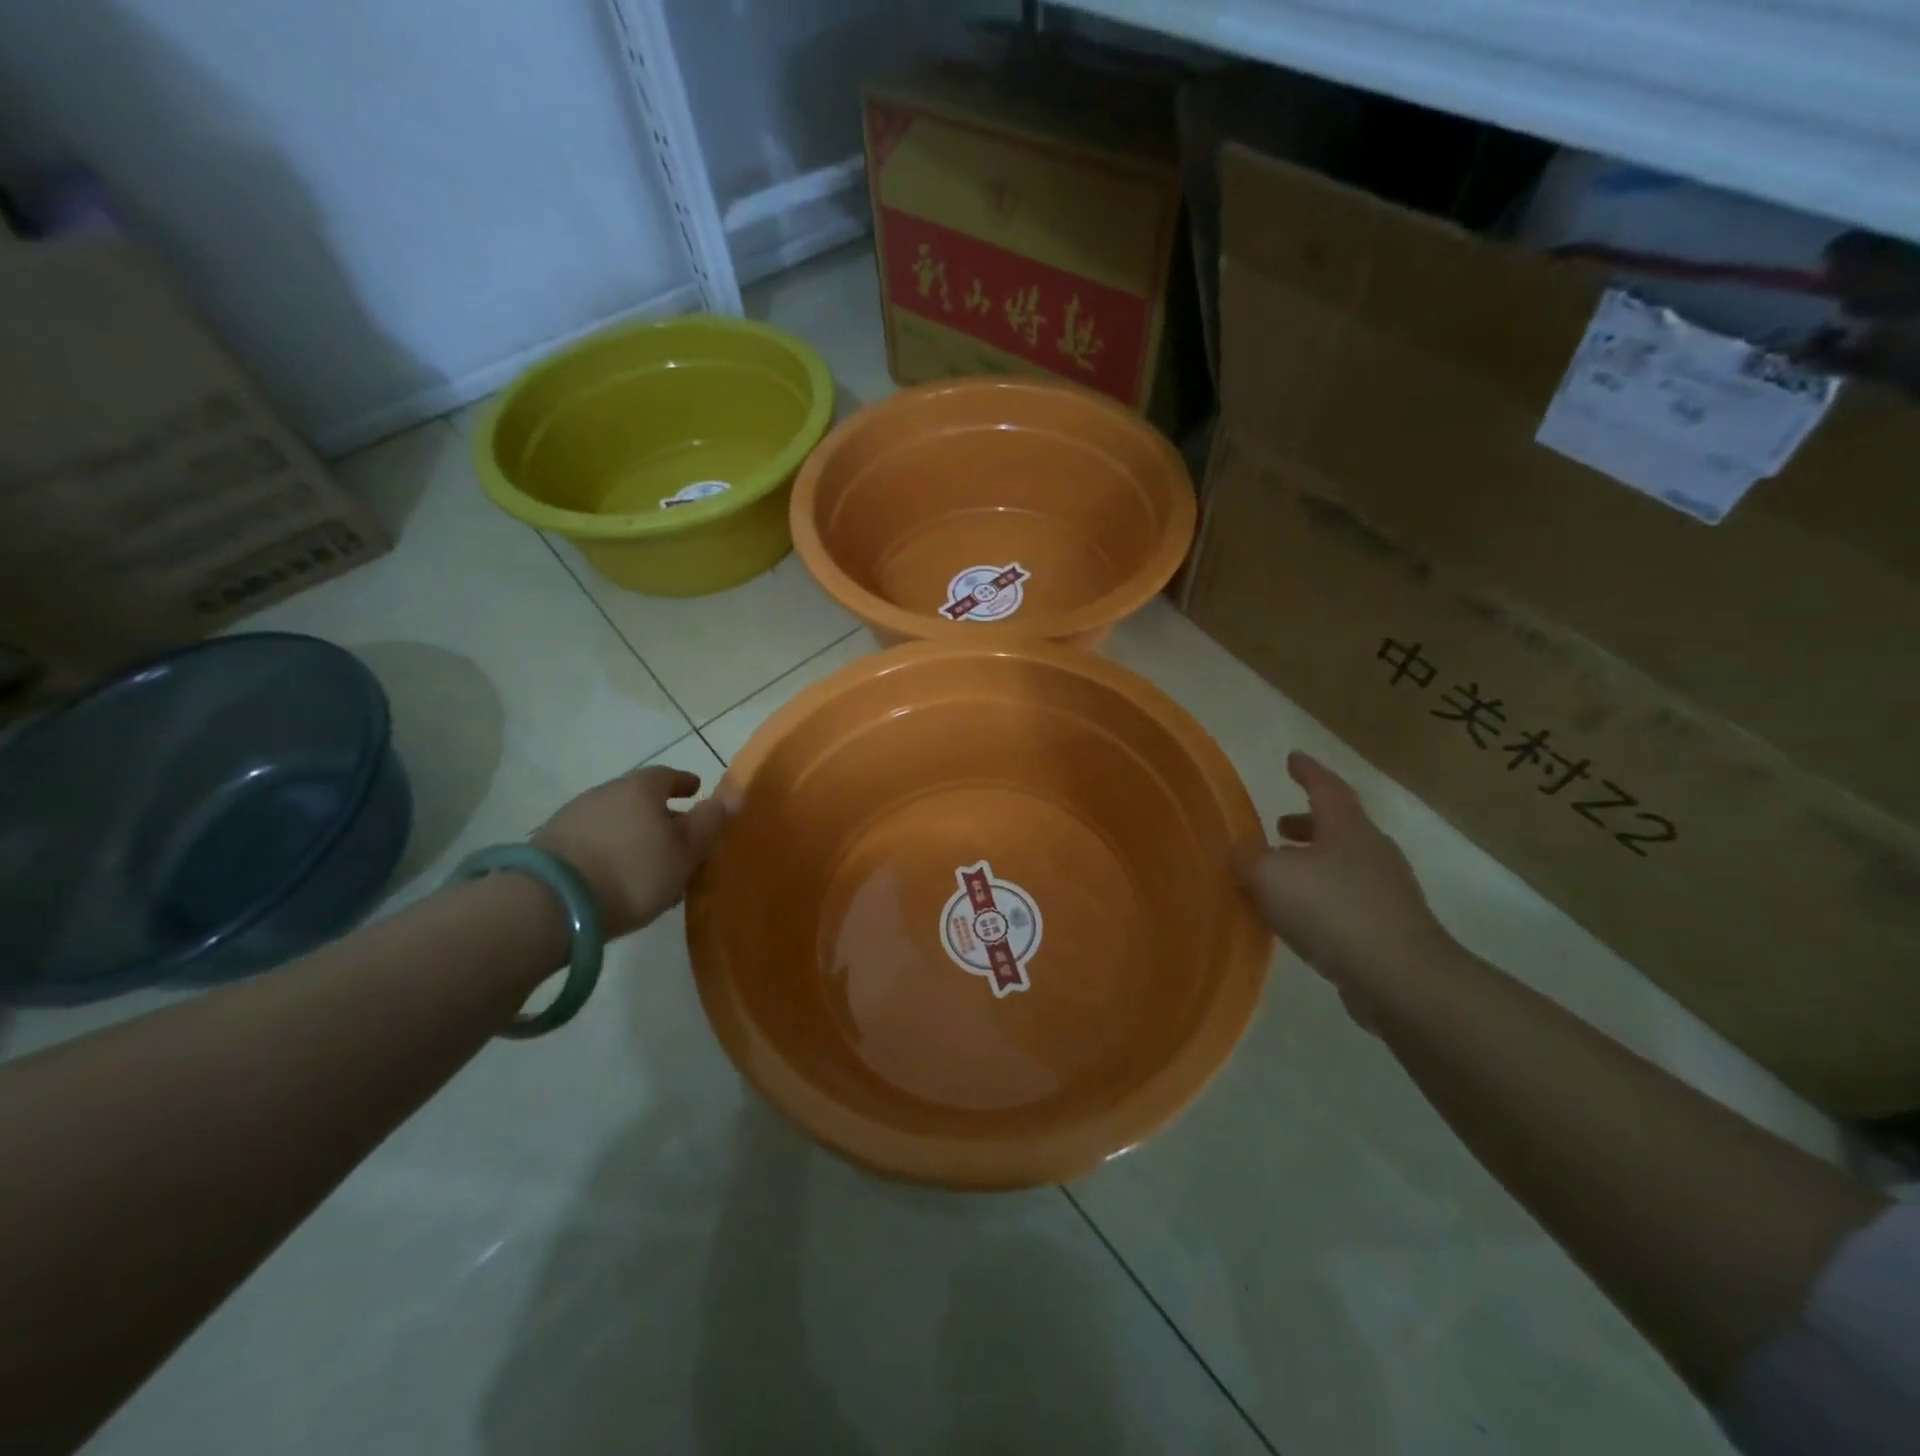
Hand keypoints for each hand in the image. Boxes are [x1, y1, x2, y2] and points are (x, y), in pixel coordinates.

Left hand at [532, 766, 733, 936]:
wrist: (551, 904)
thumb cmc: (634, 871)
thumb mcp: (685, 850)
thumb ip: (709, 821)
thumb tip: (733, 793)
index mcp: (640, 788)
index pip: (668, 775)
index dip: (684, 783)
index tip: (695, 790)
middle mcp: (604, 792)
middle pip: (639, 798)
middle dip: (659, 813)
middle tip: (676, 837)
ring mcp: (573, 817)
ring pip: (615, 820)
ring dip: (633, 835)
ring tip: (647, 863)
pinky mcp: (550, 846)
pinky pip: (592, 841)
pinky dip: (609, 851)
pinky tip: (616, 876)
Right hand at [1234, 752, 1454, 1015]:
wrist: (1401, 978)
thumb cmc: (1333, 911)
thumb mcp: (1271, 877)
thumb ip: (1247, 859)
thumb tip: (1238, 852)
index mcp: (1348, 829)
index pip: (1326, 787)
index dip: (1307, 771)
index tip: (1292, 758)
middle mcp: (1372, 852)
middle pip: (1337, 826)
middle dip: (1306, 823)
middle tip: (1278, 827)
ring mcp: (1387, 891)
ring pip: (1342, 864)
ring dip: (1311, 863)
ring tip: (1280, 876)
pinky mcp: (1389, 927)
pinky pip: (1347, 899)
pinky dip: (1321, 897)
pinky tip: (1299, 918)